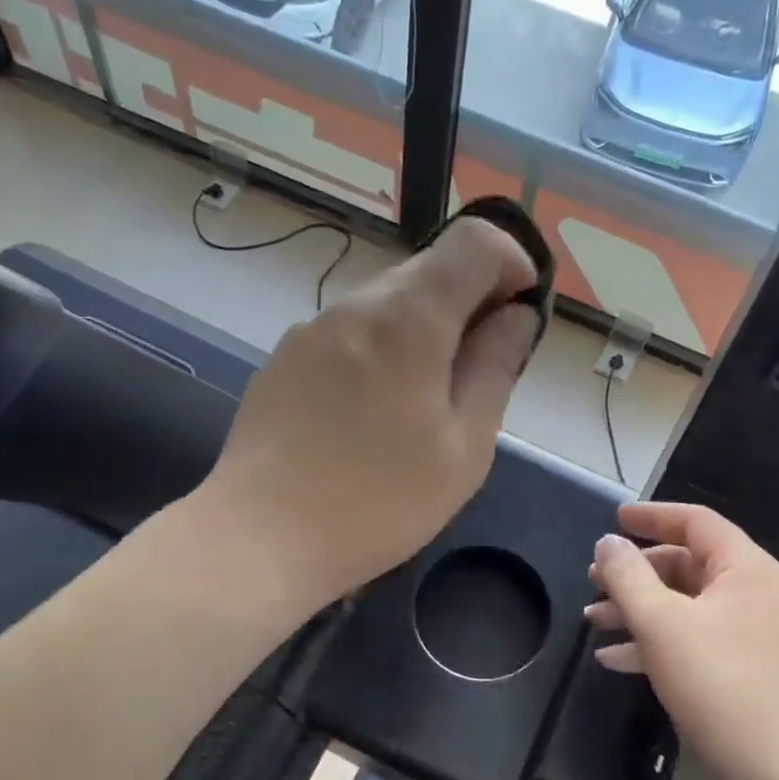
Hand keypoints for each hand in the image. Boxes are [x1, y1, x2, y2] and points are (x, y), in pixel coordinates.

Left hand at [204, 215, 542, 606]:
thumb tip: (516, 315)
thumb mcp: (464, 446)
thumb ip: (495, 367)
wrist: (260, 537)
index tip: (518, 315)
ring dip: (422, 330)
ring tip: (421, 404)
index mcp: (409, 318)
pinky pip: (348, 333)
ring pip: (386, 303)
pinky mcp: (283, 358)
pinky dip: (379, 349)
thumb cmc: (379, 501)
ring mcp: (311, 328)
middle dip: (468, 303)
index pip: (474, 242)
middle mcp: (356, 304)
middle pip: (429, 270)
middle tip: (477, 373)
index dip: (512, 264)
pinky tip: (369, 414)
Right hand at [586, 503, 778, 779]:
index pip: (695, 522)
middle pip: (686, 563)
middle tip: (592, 581)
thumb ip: (628, 576)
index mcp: (744, 568)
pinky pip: (691, 640)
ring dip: (637, 609)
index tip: (613, 519)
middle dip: (635, 571)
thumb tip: (608, 542)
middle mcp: (752, 593)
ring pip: (684, 604)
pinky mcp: (741, 669)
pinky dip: (654, 642)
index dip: (651, 516)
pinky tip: (614, 659)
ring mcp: (749, 634)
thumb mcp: (661, 623)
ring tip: (592, 621)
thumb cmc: (720, 684)